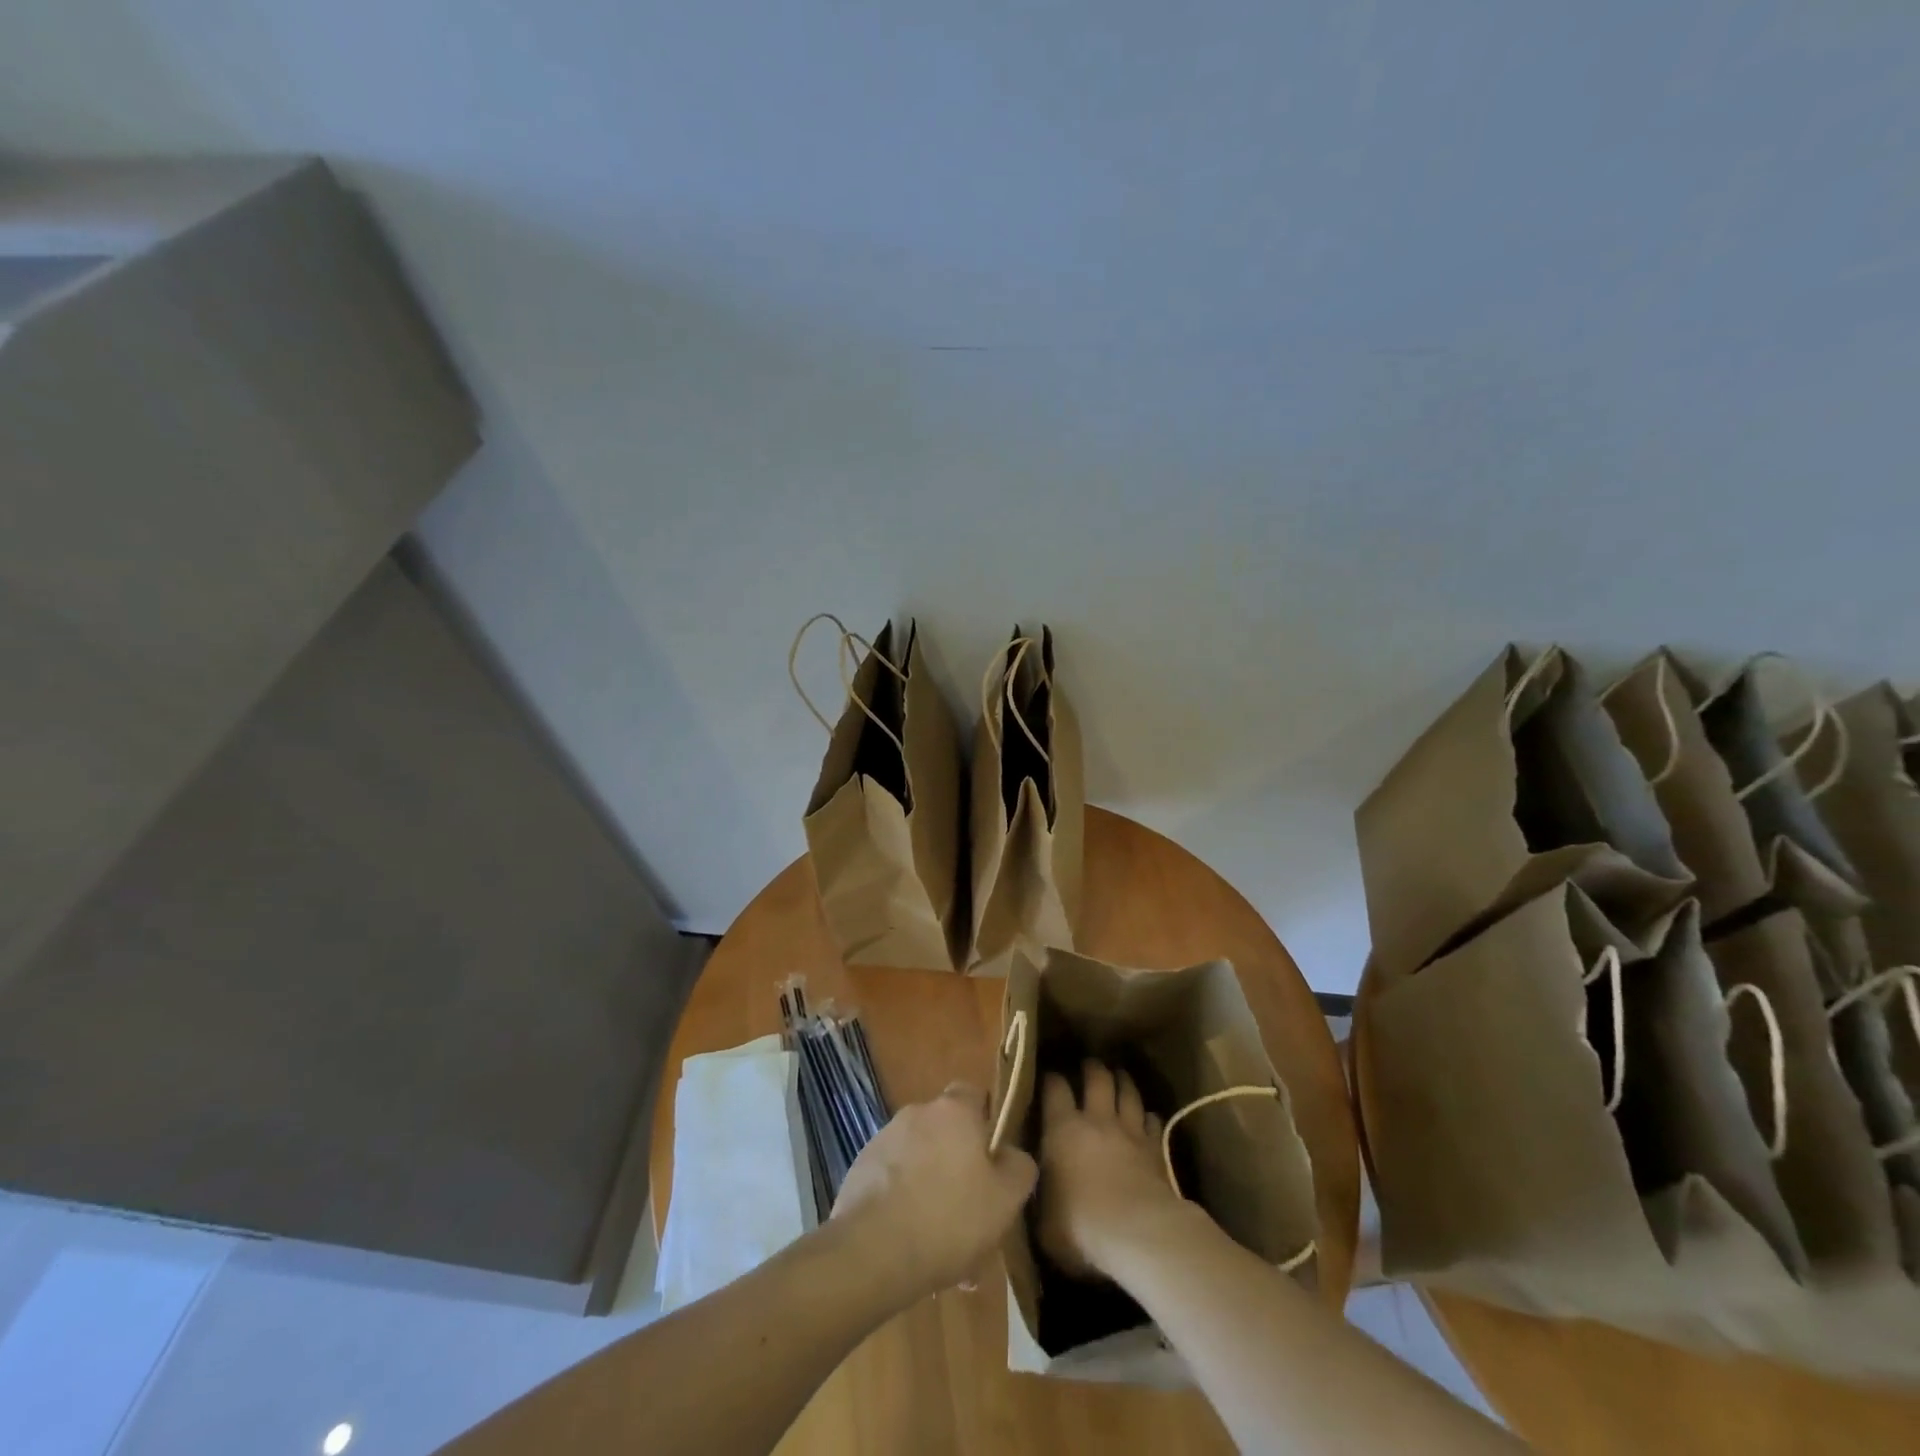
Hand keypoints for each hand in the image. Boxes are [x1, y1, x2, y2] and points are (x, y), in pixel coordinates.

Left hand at [832, 1083, 1037, 1299]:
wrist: (872, 1250)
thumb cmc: (949, 1217)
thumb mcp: (1006, 1199)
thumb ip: (1019, 1168)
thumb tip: (1014, 1156)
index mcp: (954, 1110)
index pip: (974, 1094)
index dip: (986, 1123)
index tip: (993, 1160)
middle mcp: (917, 1113)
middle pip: (945, 1131)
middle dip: (957, 1163)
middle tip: (970, 1210)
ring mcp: (883, 1139)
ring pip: (919, 1159)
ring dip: (930, 1186)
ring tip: (941, 1240)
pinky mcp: (860, 1168)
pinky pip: (892, 1181)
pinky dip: (903, 1202)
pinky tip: (911, 1244)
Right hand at [1038, 1060, 1191, 1278]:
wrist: (1138, 1234)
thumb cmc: (1081, 1227)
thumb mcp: (1044, 1219)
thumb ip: (1038, 1194)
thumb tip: (1029, 1184)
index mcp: (1063, 1129)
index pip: (1055, 1089)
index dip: (1052, 1079)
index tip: (1050, 1077)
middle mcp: (1096, 1120)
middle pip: (1097, 1079)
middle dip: (1092, 1068)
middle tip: (1090, 1064)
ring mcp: (1129, 1131)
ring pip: (1128, 1093)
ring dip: (1123, 1082)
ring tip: (1119, 1076)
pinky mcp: (1155, 1148)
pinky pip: (1153, 1122)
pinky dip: (1149, 1117)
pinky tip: (1148, 1118)